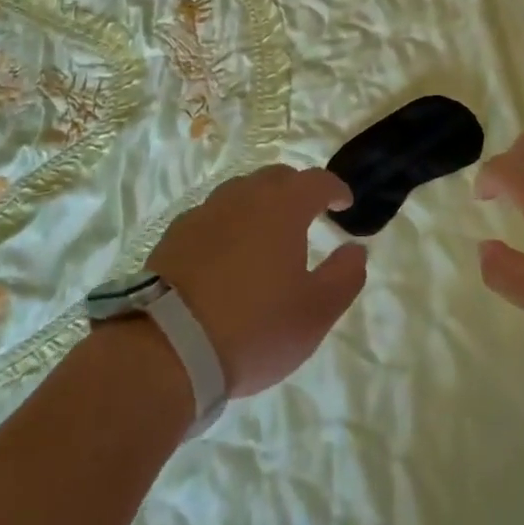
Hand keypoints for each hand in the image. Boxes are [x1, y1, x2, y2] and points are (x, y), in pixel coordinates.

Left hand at [147, 166, 367, 397]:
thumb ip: (344, 276)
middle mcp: (243, 197)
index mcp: (282, 207)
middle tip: (307, 214)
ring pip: (240, 192)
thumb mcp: (315, 313)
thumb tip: (356, 250)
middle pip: (276, 178)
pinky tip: (226, 253)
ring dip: (259, 204)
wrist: (167, 347)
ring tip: (266, 233)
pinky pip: (211, 216)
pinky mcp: (175, 234)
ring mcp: (204, 212)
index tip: (344, 204)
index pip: (316, 181)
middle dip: (297, 190)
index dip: (335, 189)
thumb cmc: (254, 328)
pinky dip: (227, 224)